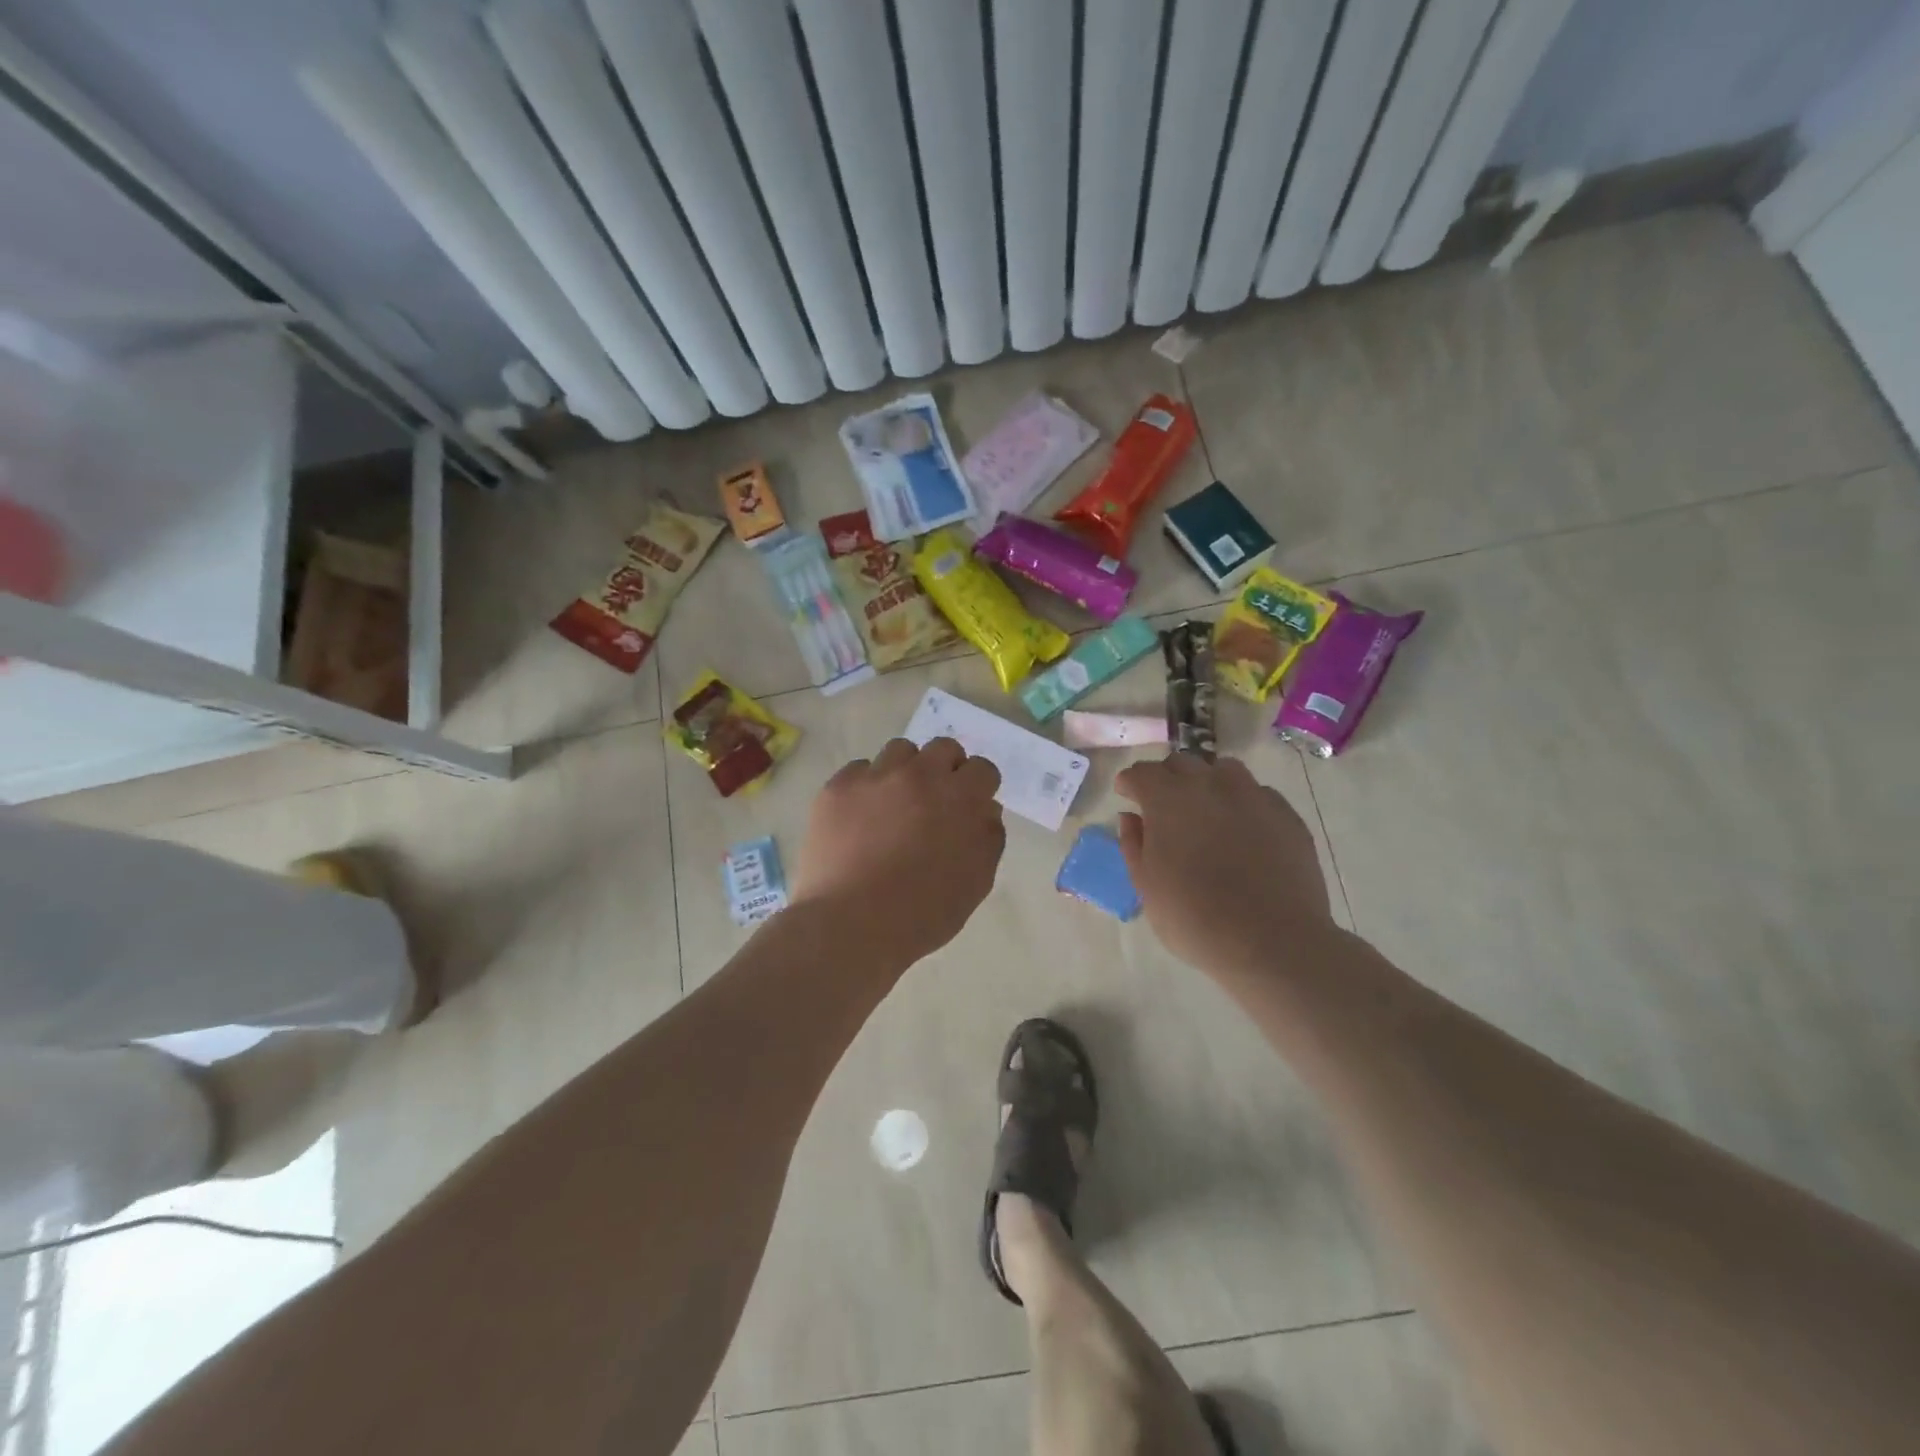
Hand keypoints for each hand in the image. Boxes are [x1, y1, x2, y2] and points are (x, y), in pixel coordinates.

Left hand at [791, 737, 1005, 968]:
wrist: (850, 925)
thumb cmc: (922, 913)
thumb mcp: (975, 883)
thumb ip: (988, 839)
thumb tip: (986, 810)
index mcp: (959, 798)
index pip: (982, 769)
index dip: (979, 787)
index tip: (971, 806)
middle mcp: (919, 775)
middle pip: (943, 748)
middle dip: (947, 769)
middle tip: (937, 800)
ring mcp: (875, 777)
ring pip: (900, 751)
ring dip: (907, 770)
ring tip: (897, 803)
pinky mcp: (838, 788)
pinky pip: (860, 770)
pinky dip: (867, 786)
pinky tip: (862, 816)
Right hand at [1115, 754, 1334, 977]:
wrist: (1272, 941)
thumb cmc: (1194, 918)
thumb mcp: (1146, 887)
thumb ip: (1134, 844)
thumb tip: (1131, 817)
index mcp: (1168, 799)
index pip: (1142, 772)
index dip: (1130, 783)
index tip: (1127, 795)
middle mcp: (1210, 785)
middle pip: (1181, 763)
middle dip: (1166, 778)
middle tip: (1163, 806)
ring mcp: (1253, 796)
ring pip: (1223, 770)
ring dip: (1206, 782)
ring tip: (1205, 811)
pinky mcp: (1286, 814)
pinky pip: (1257, 794)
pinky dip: (1241, 803)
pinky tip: (1242, 830)